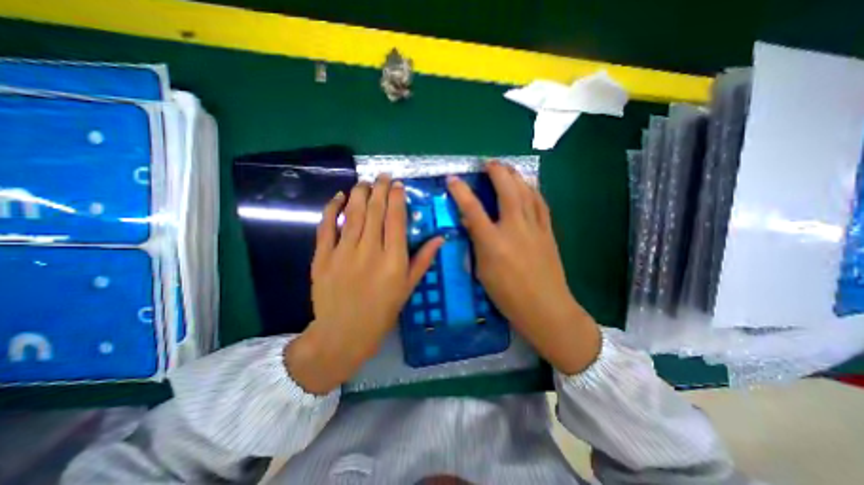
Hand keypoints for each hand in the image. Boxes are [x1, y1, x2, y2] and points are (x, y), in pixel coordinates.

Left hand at [286, 175, 440, 394]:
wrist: (343, 334)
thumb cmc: (382, 313)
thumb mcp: (408, 288)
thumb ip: (423, 260)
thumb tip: (440, 238)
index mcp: (393, 260)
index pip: (396, 220)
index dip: (397, 199)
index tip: (398, 185)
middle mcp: (369, 252)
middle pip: (375, 211)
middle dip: (380, 189)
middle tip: (383, 176)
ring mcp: (343, 253)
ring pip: (353, 214)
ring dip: (360, 193)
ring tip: (366, 181)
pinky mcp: (322, 257)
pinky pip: (326, 227)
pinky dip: (332, 208)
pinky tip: (339, 196)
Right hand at [445, 161, 602, 375]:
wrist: (546, 307)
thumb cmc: (508, 295)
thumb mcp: (482, 272)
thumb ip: (477, 243)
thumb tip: (471, 223)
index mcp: (493, 242)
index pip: (472, 209)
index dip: (460, 192)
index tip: (452, 179)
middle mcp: (514, 229)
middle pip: (506, 190)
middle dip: (496, 172)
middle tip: (488, 163)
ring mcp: (534, 228)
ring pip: (526, 192)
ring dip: (515, 176)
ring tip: (507, 168)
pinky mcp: (547, 231)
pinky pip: (540, 203)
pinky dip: (532, 190)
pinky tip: (528, 186)